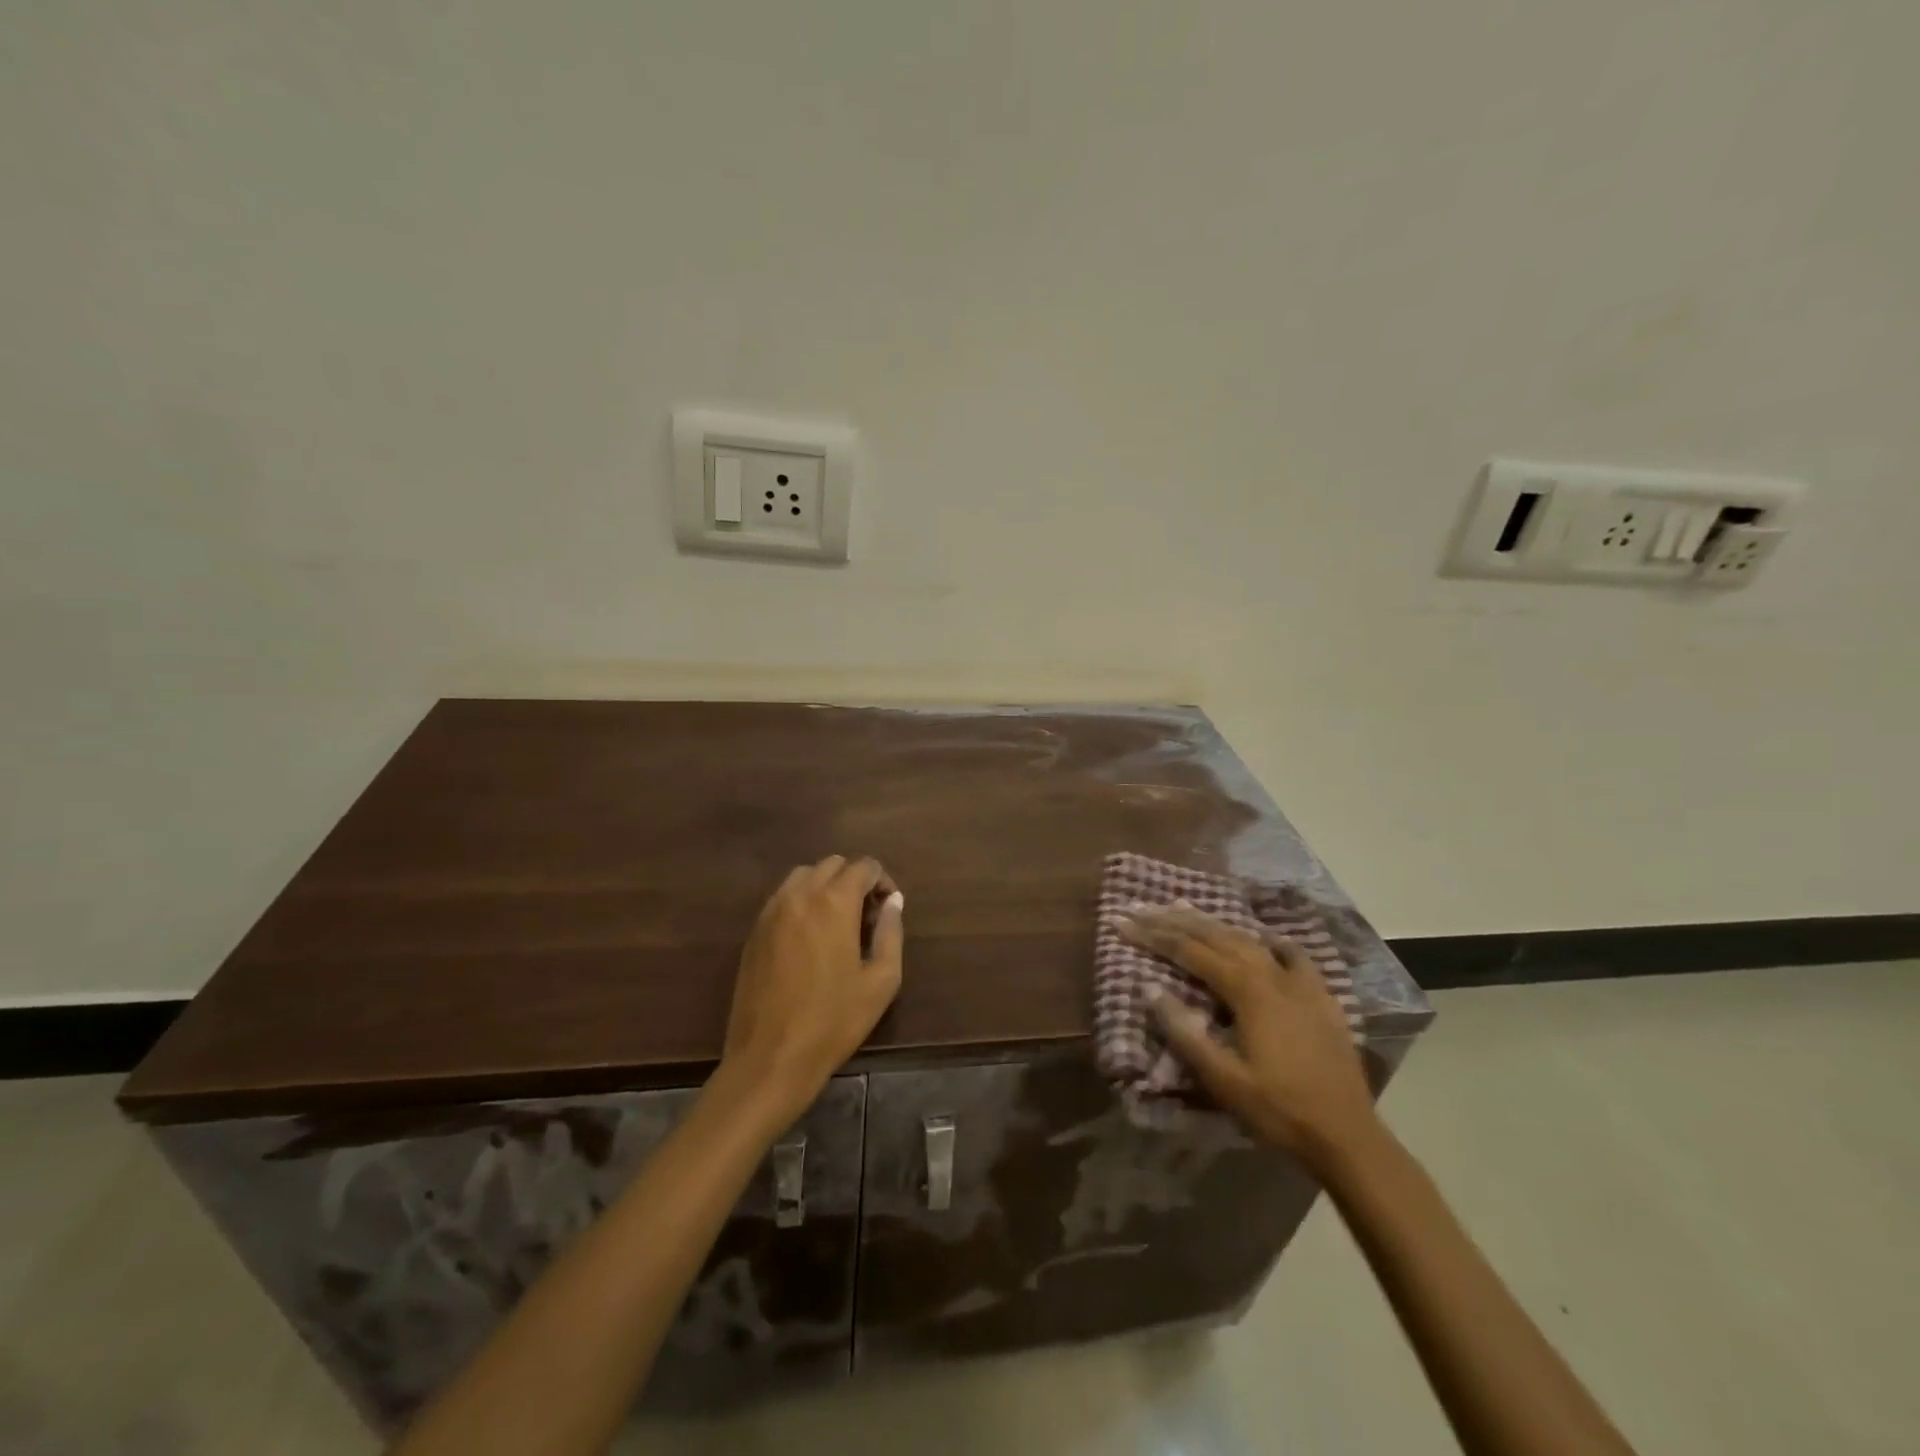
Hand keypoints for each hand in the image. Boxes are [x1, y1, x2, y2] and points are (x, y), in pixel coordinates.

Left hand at [721, 856, 904, 1120]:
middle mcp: (800, 895)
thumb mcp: (882, 981)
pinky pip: (782, 898)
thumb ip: (891, 932)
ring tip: (837, 923)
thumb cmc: (834, 1021)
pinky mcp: (754, 931)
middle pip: (832, 864)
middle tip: (866, 916)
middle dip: (854, 880)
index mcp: (834, 902)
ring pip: (803, 876)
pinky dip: (801, 902)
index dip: (882, 881)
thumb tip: (893, 902)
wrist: (771, 1057)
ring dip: (825, 886)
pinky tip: (809, 938)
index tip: (888, 909)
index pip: (863, 866)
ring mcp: (771, 912)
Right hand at [1117, 903, 1377, 1166]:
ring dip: (1214, 924)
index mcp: (1247, 991)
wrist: (1348, 1135)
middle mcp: (1272, 974)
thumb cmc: (1279, 1110)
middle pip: (1217, 936)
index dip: (1154, 935)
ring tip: (1186, 908)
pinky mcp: (1320, 996)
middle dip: (1176, 920)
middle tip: (1143, 908)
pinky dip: (1269, 941)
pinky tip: (1263, 936)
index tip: (1124, 921)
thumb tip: (1150, 989)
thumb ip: (1185, 1033)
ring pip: (1249, 939)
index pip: (1190, 951)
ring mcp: (1300, 982)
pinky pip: (1291, 955)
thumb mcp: (1223, 1080)